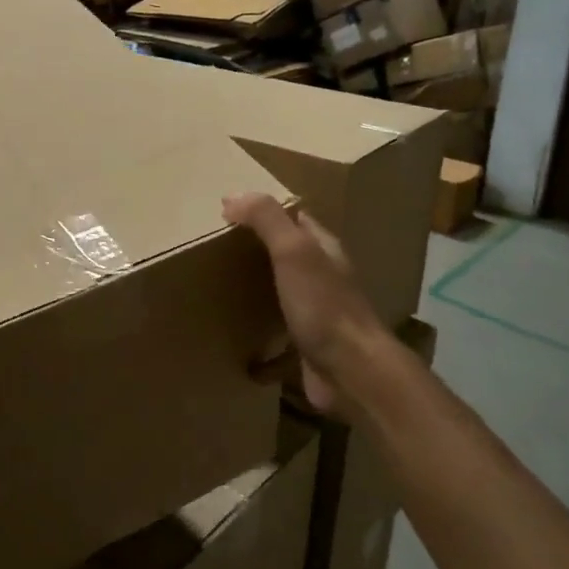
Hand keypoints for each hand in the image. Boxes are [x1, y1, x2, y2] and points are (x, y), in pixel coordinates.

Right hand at [223, 193, 403, 417]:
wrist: (352, 372)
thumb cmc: (323, 305)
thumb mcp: (294, 251)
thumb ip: (266, 219)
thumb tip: (233, 196)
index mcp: (324, 250)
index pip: (295, 219)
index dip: (265, 211)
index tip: (229, 211)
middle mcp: (324, 277)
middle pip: (288, 254)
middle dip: (258, 249)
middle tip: (217, 248)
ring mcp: (317, 313)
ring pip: (283, 292)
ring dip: (257, 288)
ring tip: (219, 285)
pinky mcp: (307, 346)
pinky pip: (277, 333)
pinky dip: (258, 332)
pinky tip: (236, 335)